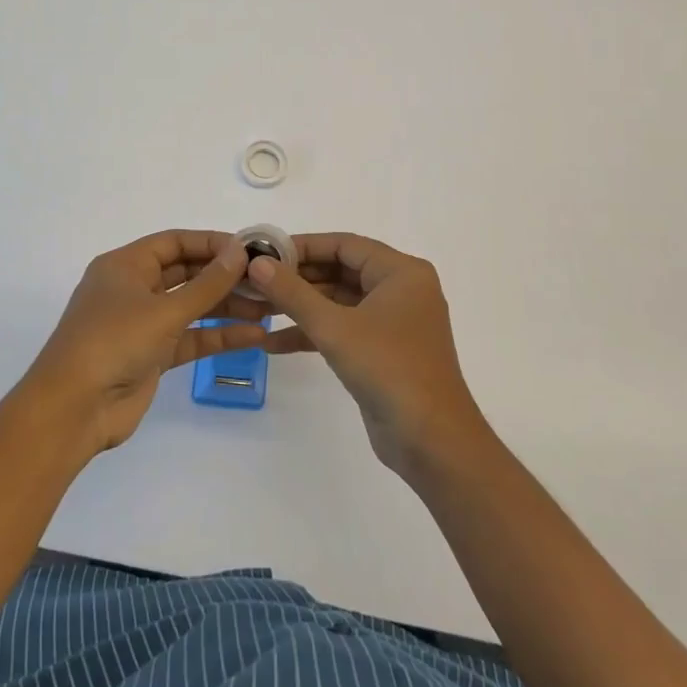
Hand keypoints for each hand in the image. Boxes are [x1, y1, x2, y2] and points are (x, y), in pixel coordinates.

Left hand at [21, 230, 272, 454]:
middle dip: (224, 277)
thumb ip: (207, 284)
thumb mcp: (164, 310)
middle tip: (266, 279)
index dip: (211, 243)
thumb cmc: (113, 342)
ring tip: (269, 309)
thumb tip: (240, 252)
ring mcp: (142, 324)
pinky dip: (218, 337)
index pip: (174, 243)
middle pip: (185, 273)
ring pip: (191, 307)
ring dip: (227, 307)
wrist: (73, 409)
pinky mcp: (152, 356)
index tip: (250, 249)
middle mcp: (133, 289)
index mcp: (125, 266)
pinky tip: (254, 336)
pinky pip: (191, 338)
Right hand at [244, 233, 489, 475]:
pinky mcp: (383, 351)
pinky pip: (343, 329)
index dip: (303, 246)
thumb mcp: (334, 327)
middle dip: (297, 278)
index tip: (264, 252)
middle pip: (341, 271)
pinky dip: (313, 333)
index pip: (345, 244)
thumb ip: (293, 293)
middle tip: (255, 281)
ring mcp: (393, 322)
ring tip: (257, 308)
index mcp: (401, 272)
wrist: (432, 441)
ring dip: (301, 307)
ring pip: (339, 302)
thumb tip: (257, 264)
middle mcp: (401, 290)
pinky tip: (273, 343)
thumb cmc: (389, 369)